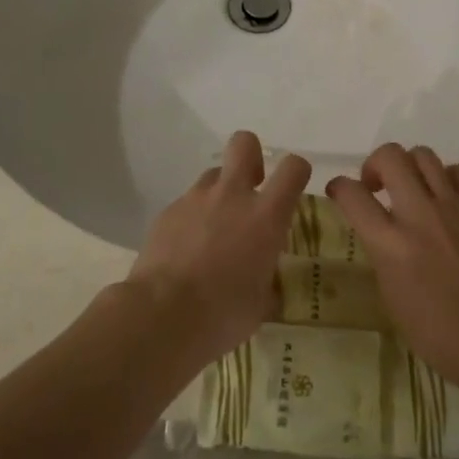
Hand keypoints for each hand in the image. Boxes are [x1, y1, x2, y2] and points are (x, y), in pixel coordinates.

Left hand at [125, 131, 310, 367]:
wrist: (161, 315)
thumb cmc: (223, 314)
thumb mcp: (260, 303)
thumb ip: (267, 280)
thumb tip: (266, 283)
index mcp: (265, 216)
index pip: (293, 169)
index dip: (297, 171)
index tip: (293, 188)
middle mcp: (232, 196)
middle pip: (244, 143)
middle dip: (251, 157)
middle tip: (250, 189)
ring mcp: (195, 199)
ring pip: (212, 175)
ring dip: (218, 193)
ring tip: (213, 230)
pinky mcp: (167, 212)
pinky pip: (186, 203)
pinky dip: (191, 219)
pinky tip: (185, 250)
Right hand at [326, 143, 458, 390]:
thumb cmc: (441, 334)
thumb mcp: (393, 298)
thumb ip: (382, 254)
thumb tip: (379, 231)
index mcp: (392, 245)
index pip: (352, 195)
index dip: (338, 187)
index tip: (338, 192)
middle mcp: (420, 215)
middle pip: (390, 156)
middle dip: (374, 164)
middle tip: (376, 186)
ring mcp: (455, 206)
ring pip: (423, 155)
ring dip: (409, 166)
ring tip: (411, 188)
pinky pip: (456, 172)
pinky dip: (443, 179)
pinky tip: (444, 199)